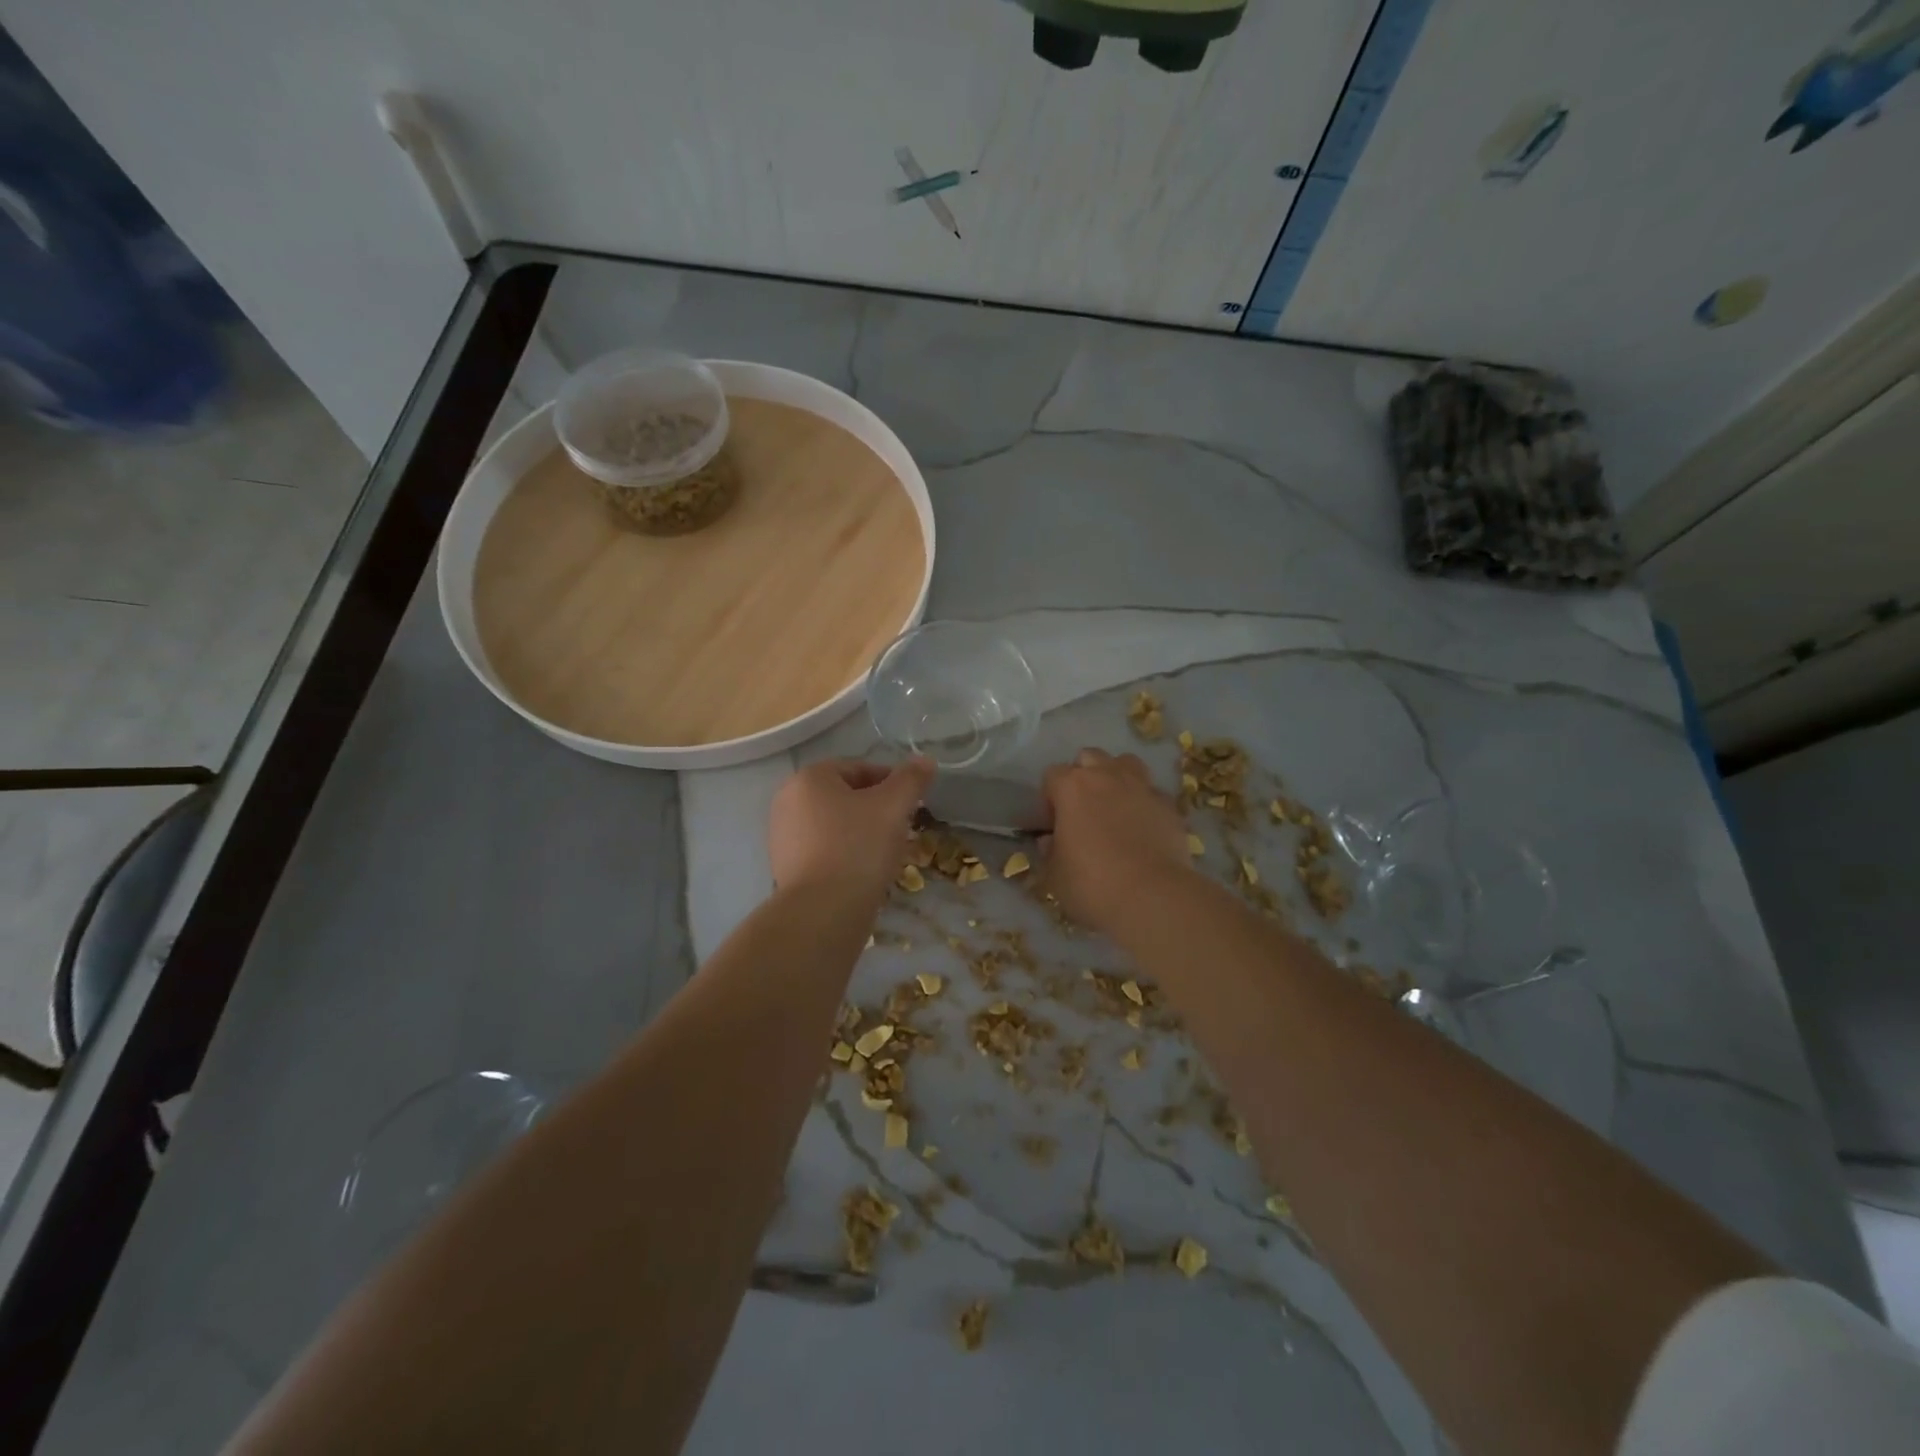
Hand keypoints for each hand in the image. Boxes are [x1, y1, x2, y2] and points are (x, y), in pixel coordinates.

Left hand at [768, 758, 933, 897]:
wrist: (823, 912)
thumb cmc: (858, 847)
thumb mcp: (893, 806)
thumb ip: (911, 779)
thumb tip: (924, 760)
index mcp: (809, 778)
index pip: (858, 768)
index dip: (890, 782)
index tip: (912, 803)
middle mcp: (788, 801)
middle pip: (844, 796)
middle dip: (876, 808)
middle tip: (902, 828)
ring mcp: (783, 837)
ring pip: (835, 825)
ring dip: (863, 832)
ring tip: (887, 853)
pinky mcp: (786, 868)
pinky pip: (825, 851)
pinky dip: (846, 854)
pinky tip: (865, 872)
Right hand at [1041, 748, 1193, 933]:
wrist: (1152, 897)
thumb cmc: (1092, 884)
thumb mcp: (1055, 874)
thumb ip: (1050, 851)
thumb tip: (1051, 840)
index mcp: (1072, 787)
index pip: (1052, 775)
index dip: (1049, 798)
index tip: (1053, 824)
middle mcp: (1107, 776)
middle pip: (1089, 758)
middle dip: (1083, 776)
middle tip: (1083, 809)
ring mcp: (1142, 787)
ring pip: (1126, 763)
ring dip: (1117, 777)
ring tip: (1115, 806)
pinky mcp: (1169, 805)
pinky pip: (1153, 793)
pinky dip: (1145, 803)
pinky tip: (1144, 827)